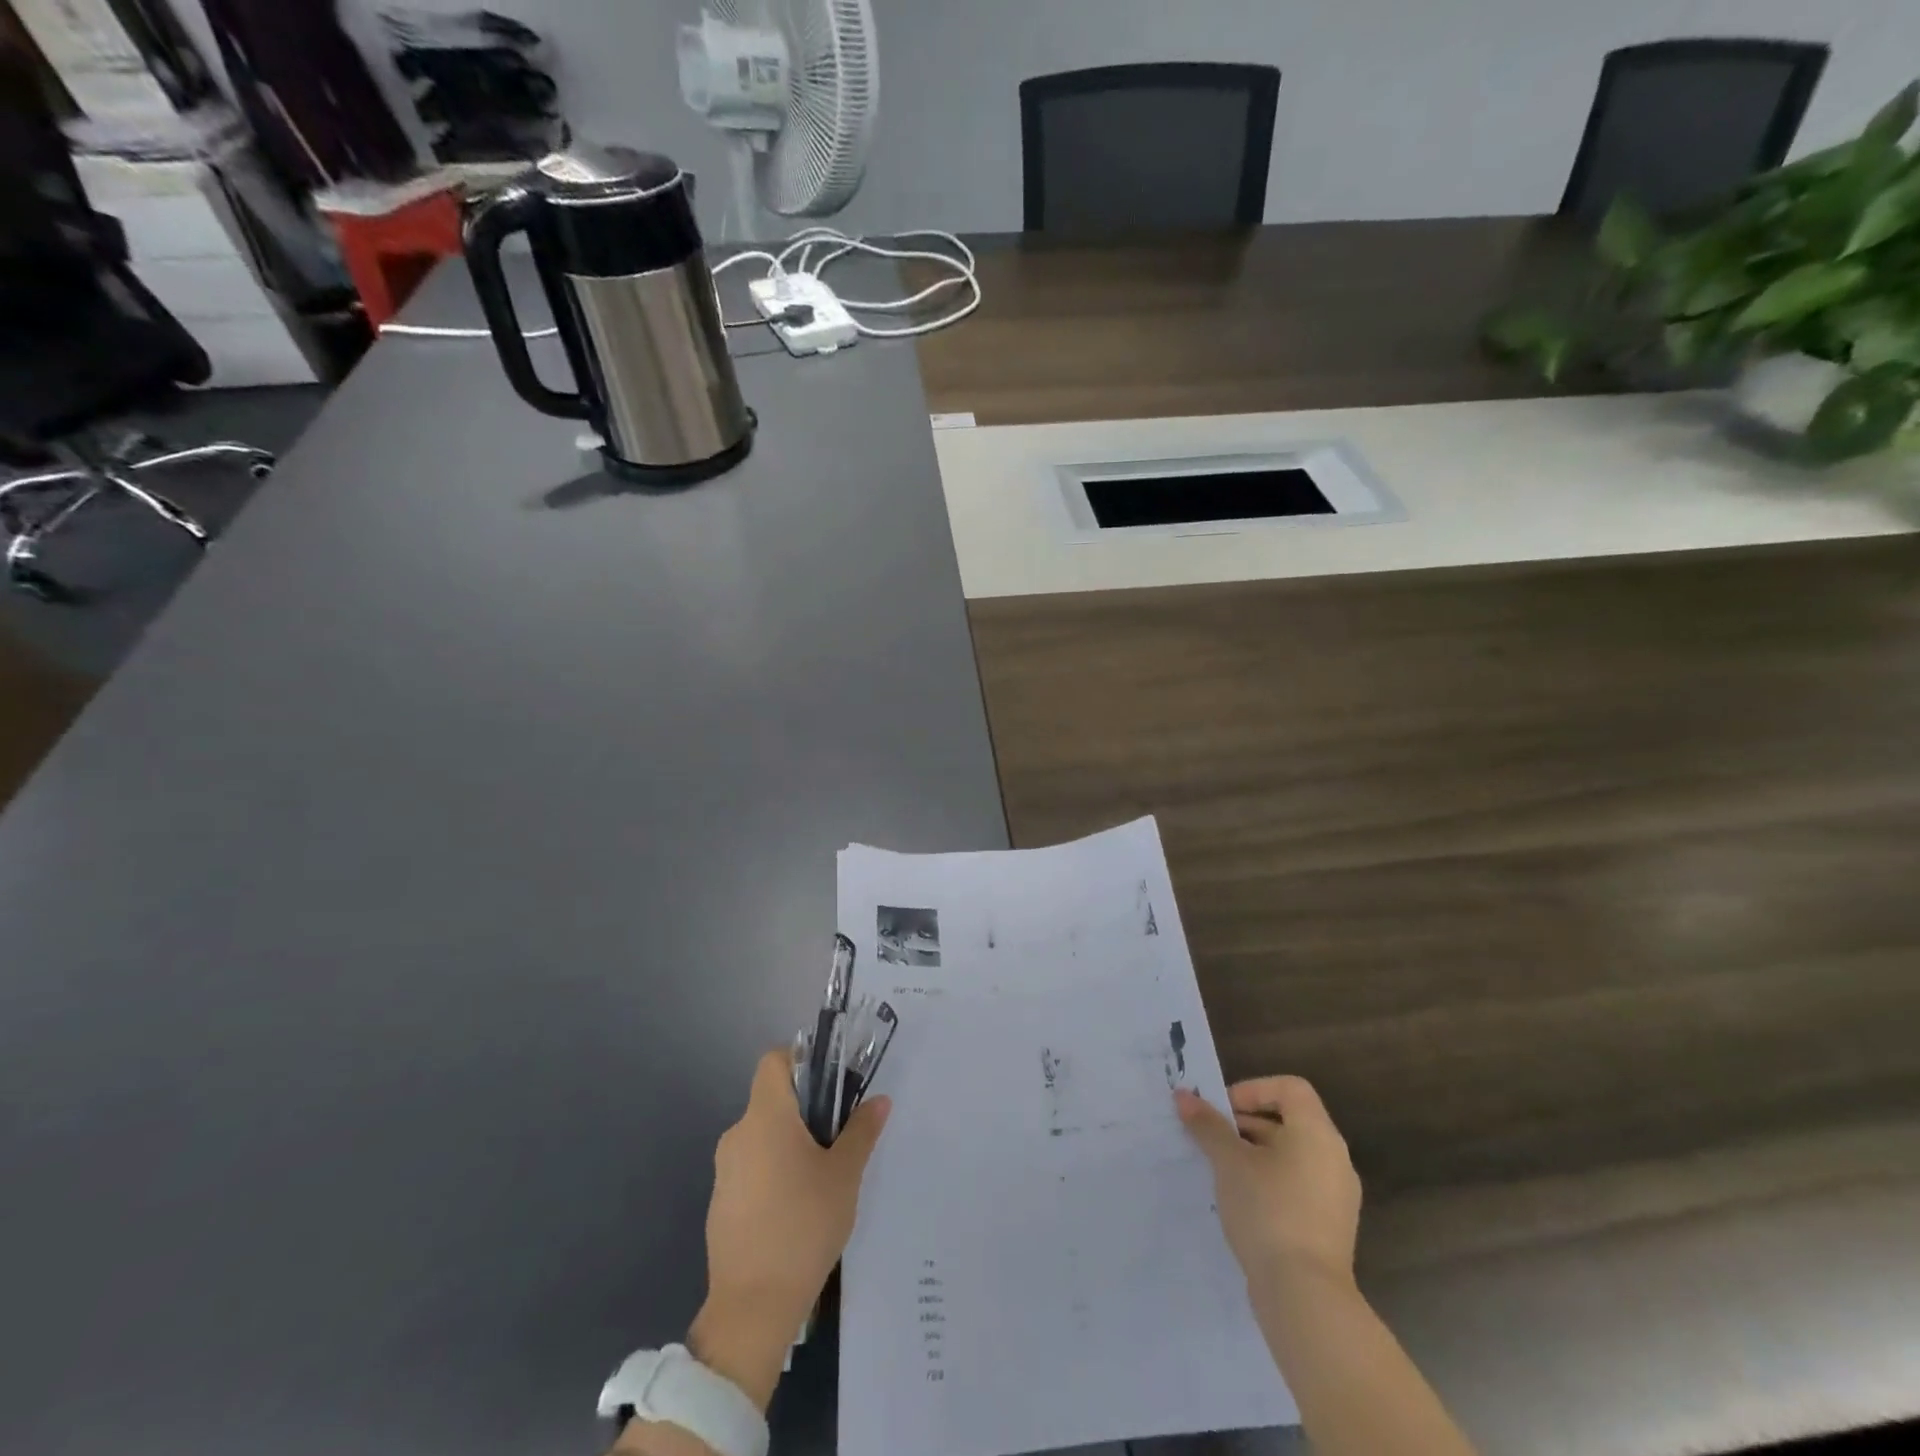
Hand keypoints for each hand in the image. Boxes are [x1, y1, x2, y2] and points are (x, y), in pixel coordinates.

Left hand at [688, 1048, 890, 1409]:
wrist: (751, 1308)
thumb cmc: (803, 1226)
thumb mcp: (844, 1175)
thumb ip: (861, 1131)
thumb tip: (879, 1100)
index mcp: (766, 1116)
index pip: (774, 1060)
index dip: (802, 1059)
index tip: (830, 1084)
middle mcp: (738, 1134)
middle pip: (772, 1099)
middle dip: (805, 1109)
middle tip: (838, 1136)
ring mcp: (724, 1170)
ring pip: (763, 1135)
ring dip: (790, 1143)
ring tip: (822, 1177)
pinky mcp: (720, 1203)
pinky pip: (751, 1168)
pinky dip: (773, 1172)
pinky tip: (796, 1209)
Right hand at [1174, 1076, 1360, 1292]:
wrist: (1305, 1296)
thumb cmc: (1268, 1210)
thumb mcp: (1229, 1162)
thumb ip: (1208, 1125)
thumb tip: (1183, 1096)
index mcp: (1317, 1133)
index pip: (1289, 1088)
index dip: (1253, 1090)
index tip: (1223, 1112)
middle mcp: (1335, 1158)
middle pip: (1289, 1121)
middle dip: (1246, 1124)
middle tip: (1212, 1139)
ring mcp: (1337, 1196)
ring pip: (1291, 1156)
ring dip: (1255, 1154)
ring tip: (1221, 1172)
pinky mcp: (1331, 1227)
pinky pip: (1298, 1186)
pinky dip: (1270, 1182)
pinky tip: (1242, 1204)